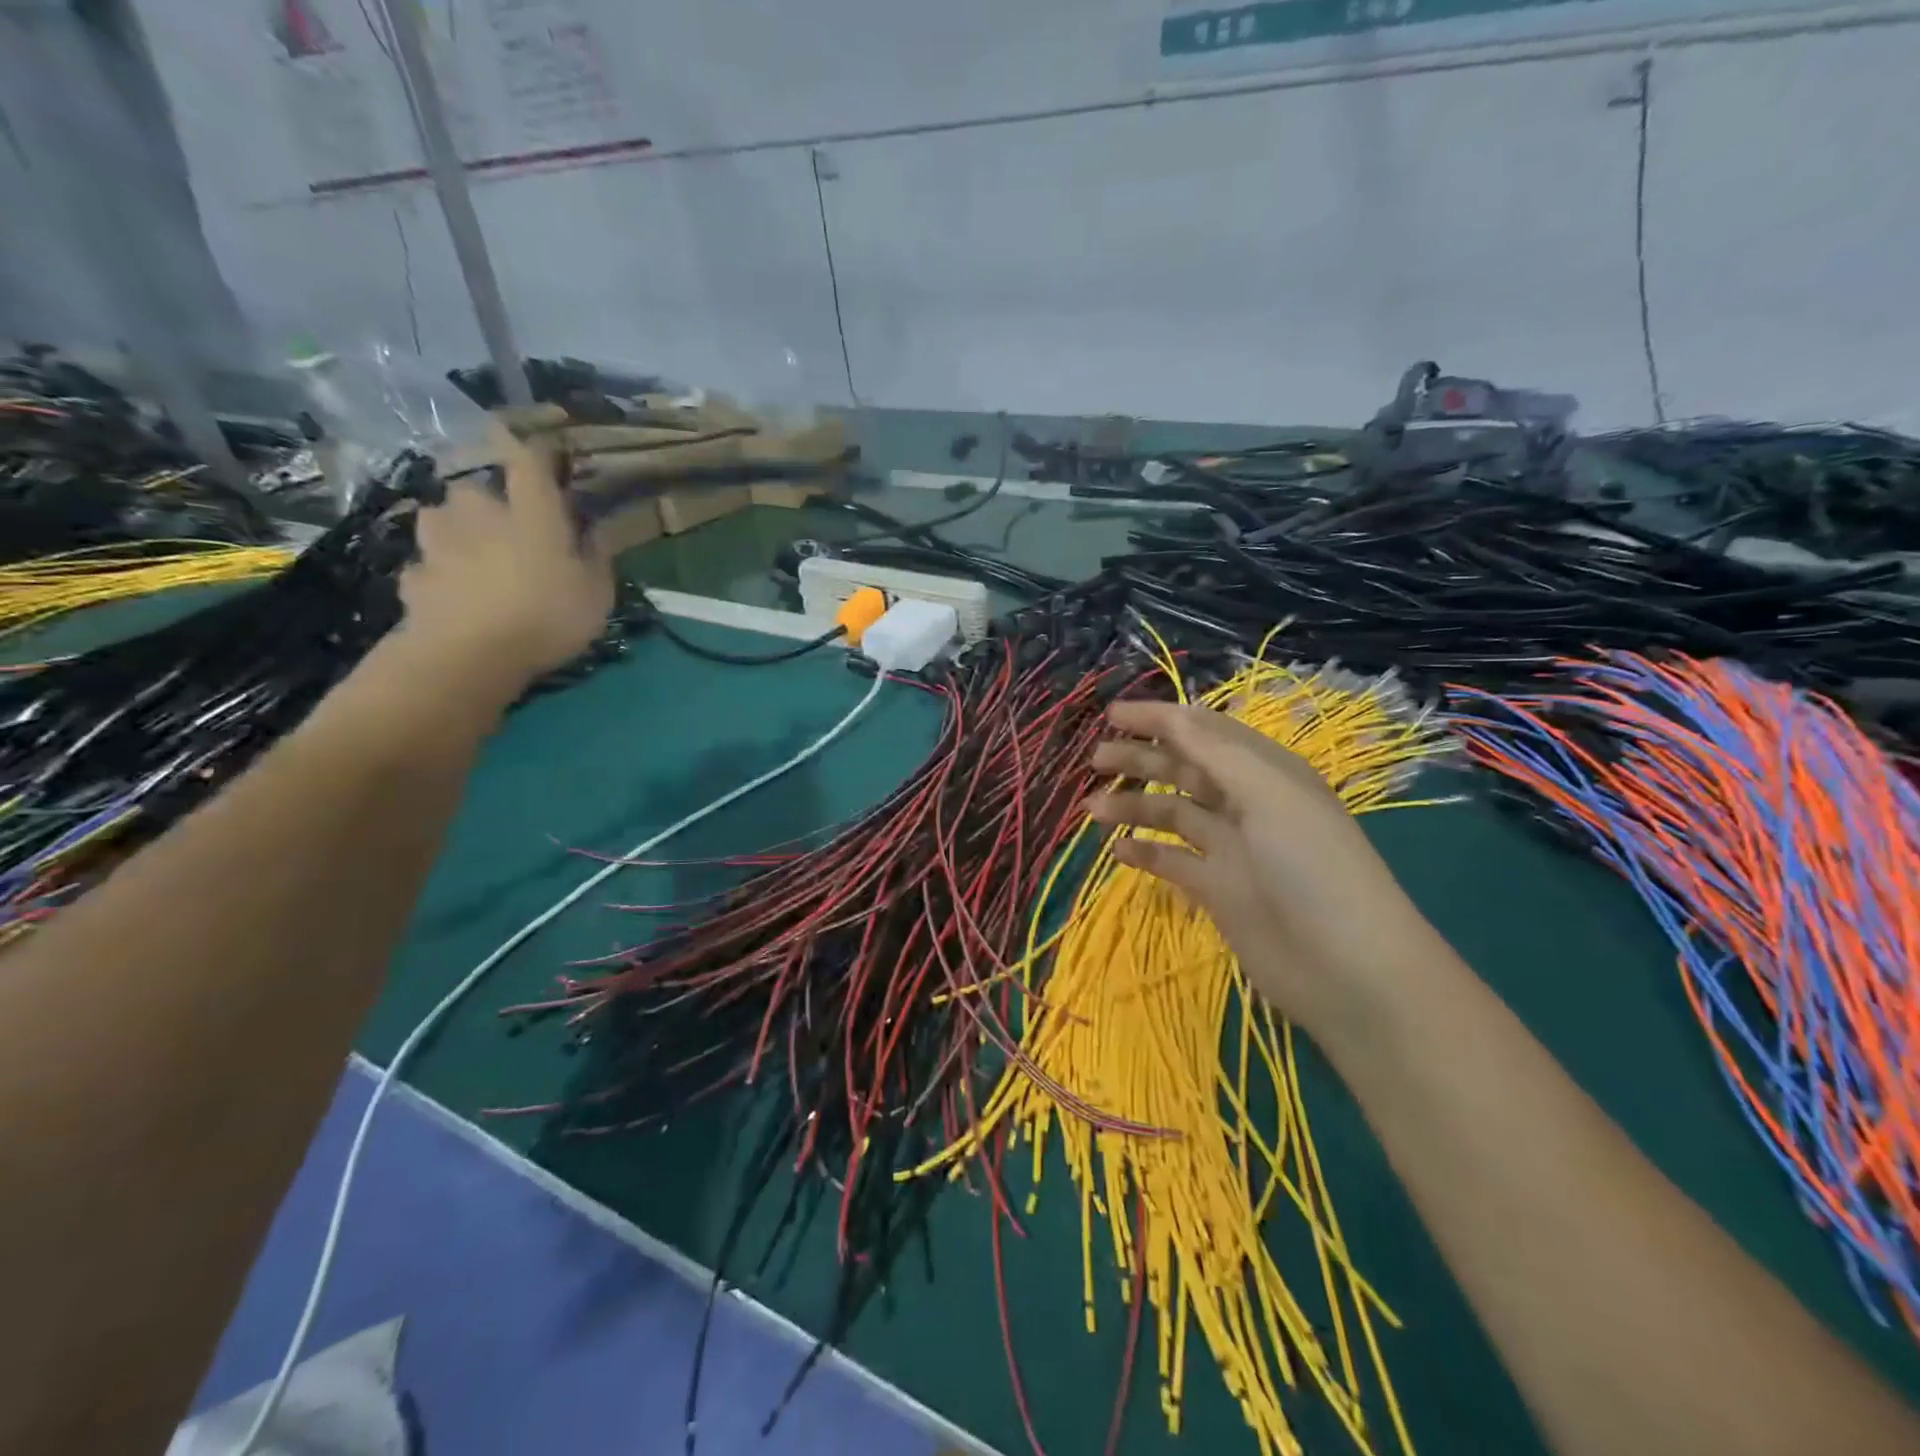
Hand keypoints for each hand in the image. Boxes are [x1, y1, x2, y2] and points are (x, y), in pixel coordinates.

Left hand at [395, 424, 649, 697]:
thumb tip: (598, 530)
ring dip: (455, 530)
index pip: (529, 461)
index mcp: (531, 513)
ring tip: (471, 555)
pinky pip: (427, 564)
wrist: (469, 655)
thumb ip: (597, 557)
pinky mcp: (412, 575)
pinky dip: (438, 573)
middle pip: (474, 489)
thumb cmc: (548, 618)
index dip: (536, 450)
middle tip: (504, 525)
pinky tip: (451, 593)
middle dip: (487, 501)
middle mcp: (479, 514)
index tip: (545, 449)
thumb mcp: (597, 594)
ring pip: (441, 519)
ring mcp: (438, 543)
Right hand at [1086, 700, 1442, 1043]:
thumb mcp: (1268, 794)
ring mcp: (1232, 850)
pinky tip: (1117, 851)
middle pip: (1184, 770)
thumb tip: (1171, 716)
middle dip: (1140, 759)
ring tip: (1092, 808)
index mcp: (1266, 772)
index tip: (1111, 714)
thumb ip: (1215, 753)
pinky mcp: (1219, 891)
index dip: (1160, 718)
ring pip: (1173, 814)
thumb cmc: (1312, 866)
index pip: (1204, 731)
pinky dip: (1145, 853)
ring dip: (1134, 806)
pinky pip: (1173, 862)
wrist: (1346, 968)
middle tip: (1095, 759)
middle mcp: (1247, 804)